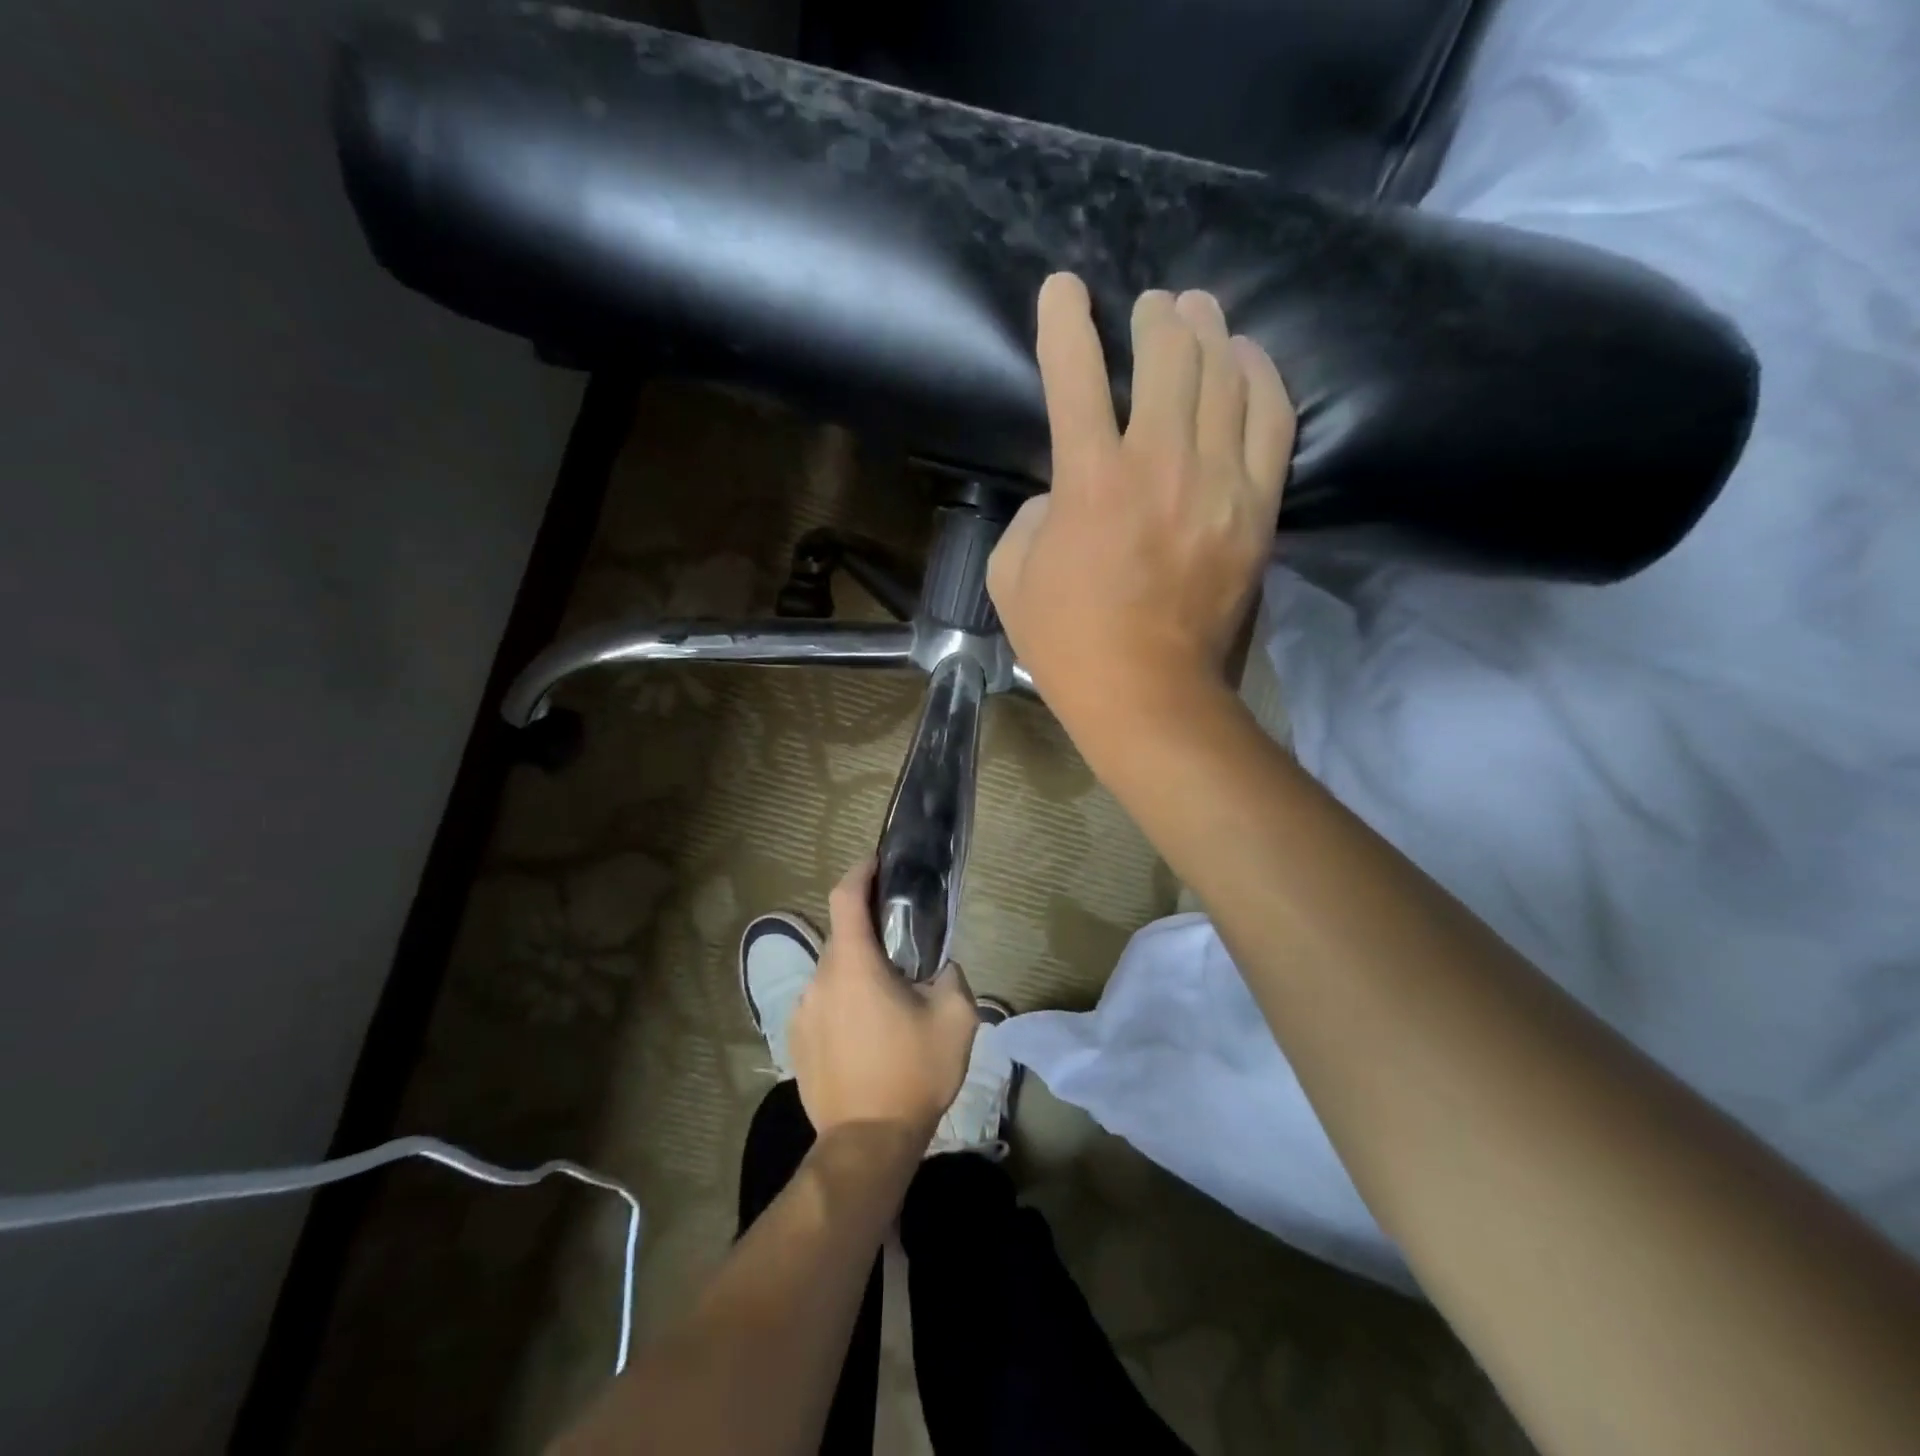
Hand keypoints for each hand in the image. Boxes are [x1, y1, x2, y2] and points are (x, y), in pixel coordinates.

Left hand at [788, 861, 981, 1144]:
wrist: (866, 1144)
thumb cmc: (912, 1073)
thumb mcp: (956, 1019)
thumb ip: (952, 977)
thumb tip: (939, 969)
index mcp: (853, 964)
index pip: (845, 896)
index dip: (860, 872)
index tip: (878, 864)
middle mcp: (819, 979)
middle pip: (843, 938)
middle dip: (870, 935)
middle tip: (905, 951)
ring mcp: (801, 1012)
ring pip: (834, 975)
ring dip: (858, 975)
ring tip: (889, 1004)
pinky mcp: (796, 1041)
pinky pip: (823, 1006)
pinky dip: (844, 1005)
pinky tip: (867, 1037)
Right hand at [988, 274, 1294, 746]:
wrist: (1149, 694)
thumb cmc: (1068, 642)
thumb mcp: (1012, 577)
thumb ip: (1031, 514)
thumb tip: (1063, 490)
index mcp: (1090, 480)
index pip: (1075, 373)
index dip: (1064, 320)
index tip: (1063, 290)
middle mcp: (1160, 463)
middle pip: (1168, 355)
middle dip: (1153, 317)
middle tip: (1149, 308)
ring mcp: (1219, 482)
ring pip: (1226, 374)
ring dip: (1208, 332)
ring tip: (1197, 314)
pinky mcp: (1258, 507)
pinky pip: (1274, 419)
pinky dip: (1263, 376)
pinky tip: (1249, 358)